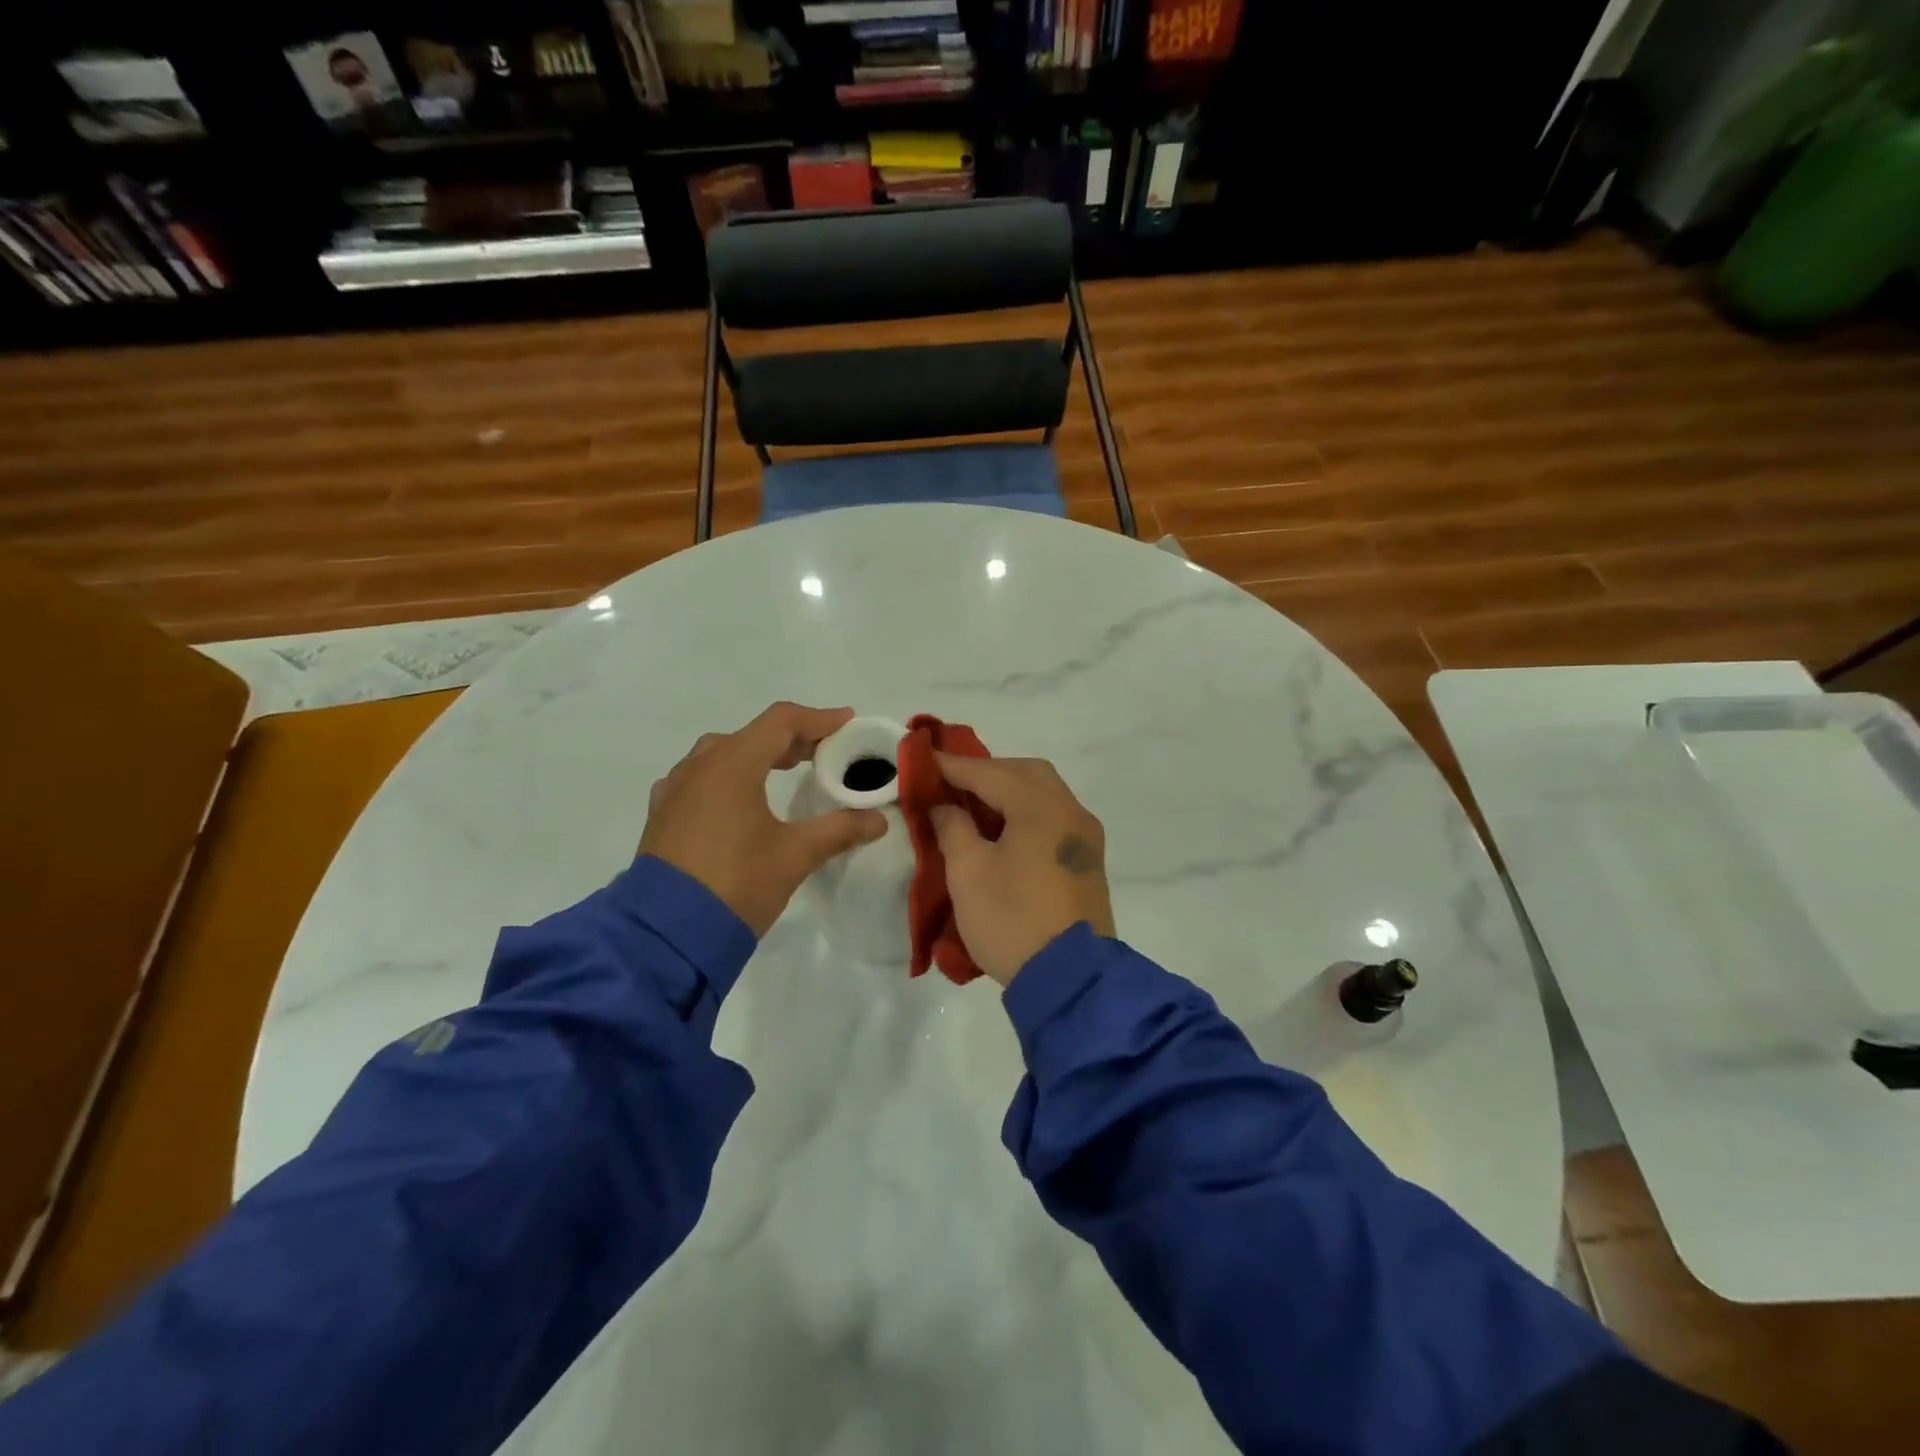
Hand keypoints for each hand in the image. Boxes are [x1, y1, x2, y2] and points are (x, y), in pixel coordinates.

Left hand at [641, 703, 886, 935]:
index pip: (781, 721)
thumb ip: (839, 830)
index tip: (847, 723)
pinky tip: (736, 801)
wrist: (666, 935)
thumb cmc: (737, 882)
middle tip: (821, 753)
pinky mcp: (662, 816)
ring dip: (756, 756)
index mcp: (732, 764)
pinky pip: (699, 779)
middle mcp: (699, 766)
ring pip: (721, 754)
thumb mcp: (796, 856)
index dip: (818, 719)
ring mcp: (674, 790)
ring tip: (782, 772)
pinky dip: (727, 777)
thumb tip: (878, 820)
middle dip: (790, 739)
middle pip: (752, 734)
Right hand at [929, 754, 1115, 986]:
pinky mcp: (1088, 861)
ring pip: (1045, 794)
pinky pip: (1055, 818)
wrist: (1071, 980)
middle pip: (1027, 773)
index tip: (924, 759)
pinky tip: (1004, 830)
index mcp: (1042, 807)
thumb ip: (953, 827)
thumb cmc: (1012, 919)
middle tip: (953, 783)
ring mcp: (1085, 838)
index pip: (991, 772)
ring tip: (974, 805)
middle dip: (988, 772)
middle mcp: (1071, 812)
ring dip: (1009, 791)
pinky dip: (1027, 812)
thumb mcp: (968, 872)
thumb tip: (946, 806)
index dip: (954, 766)